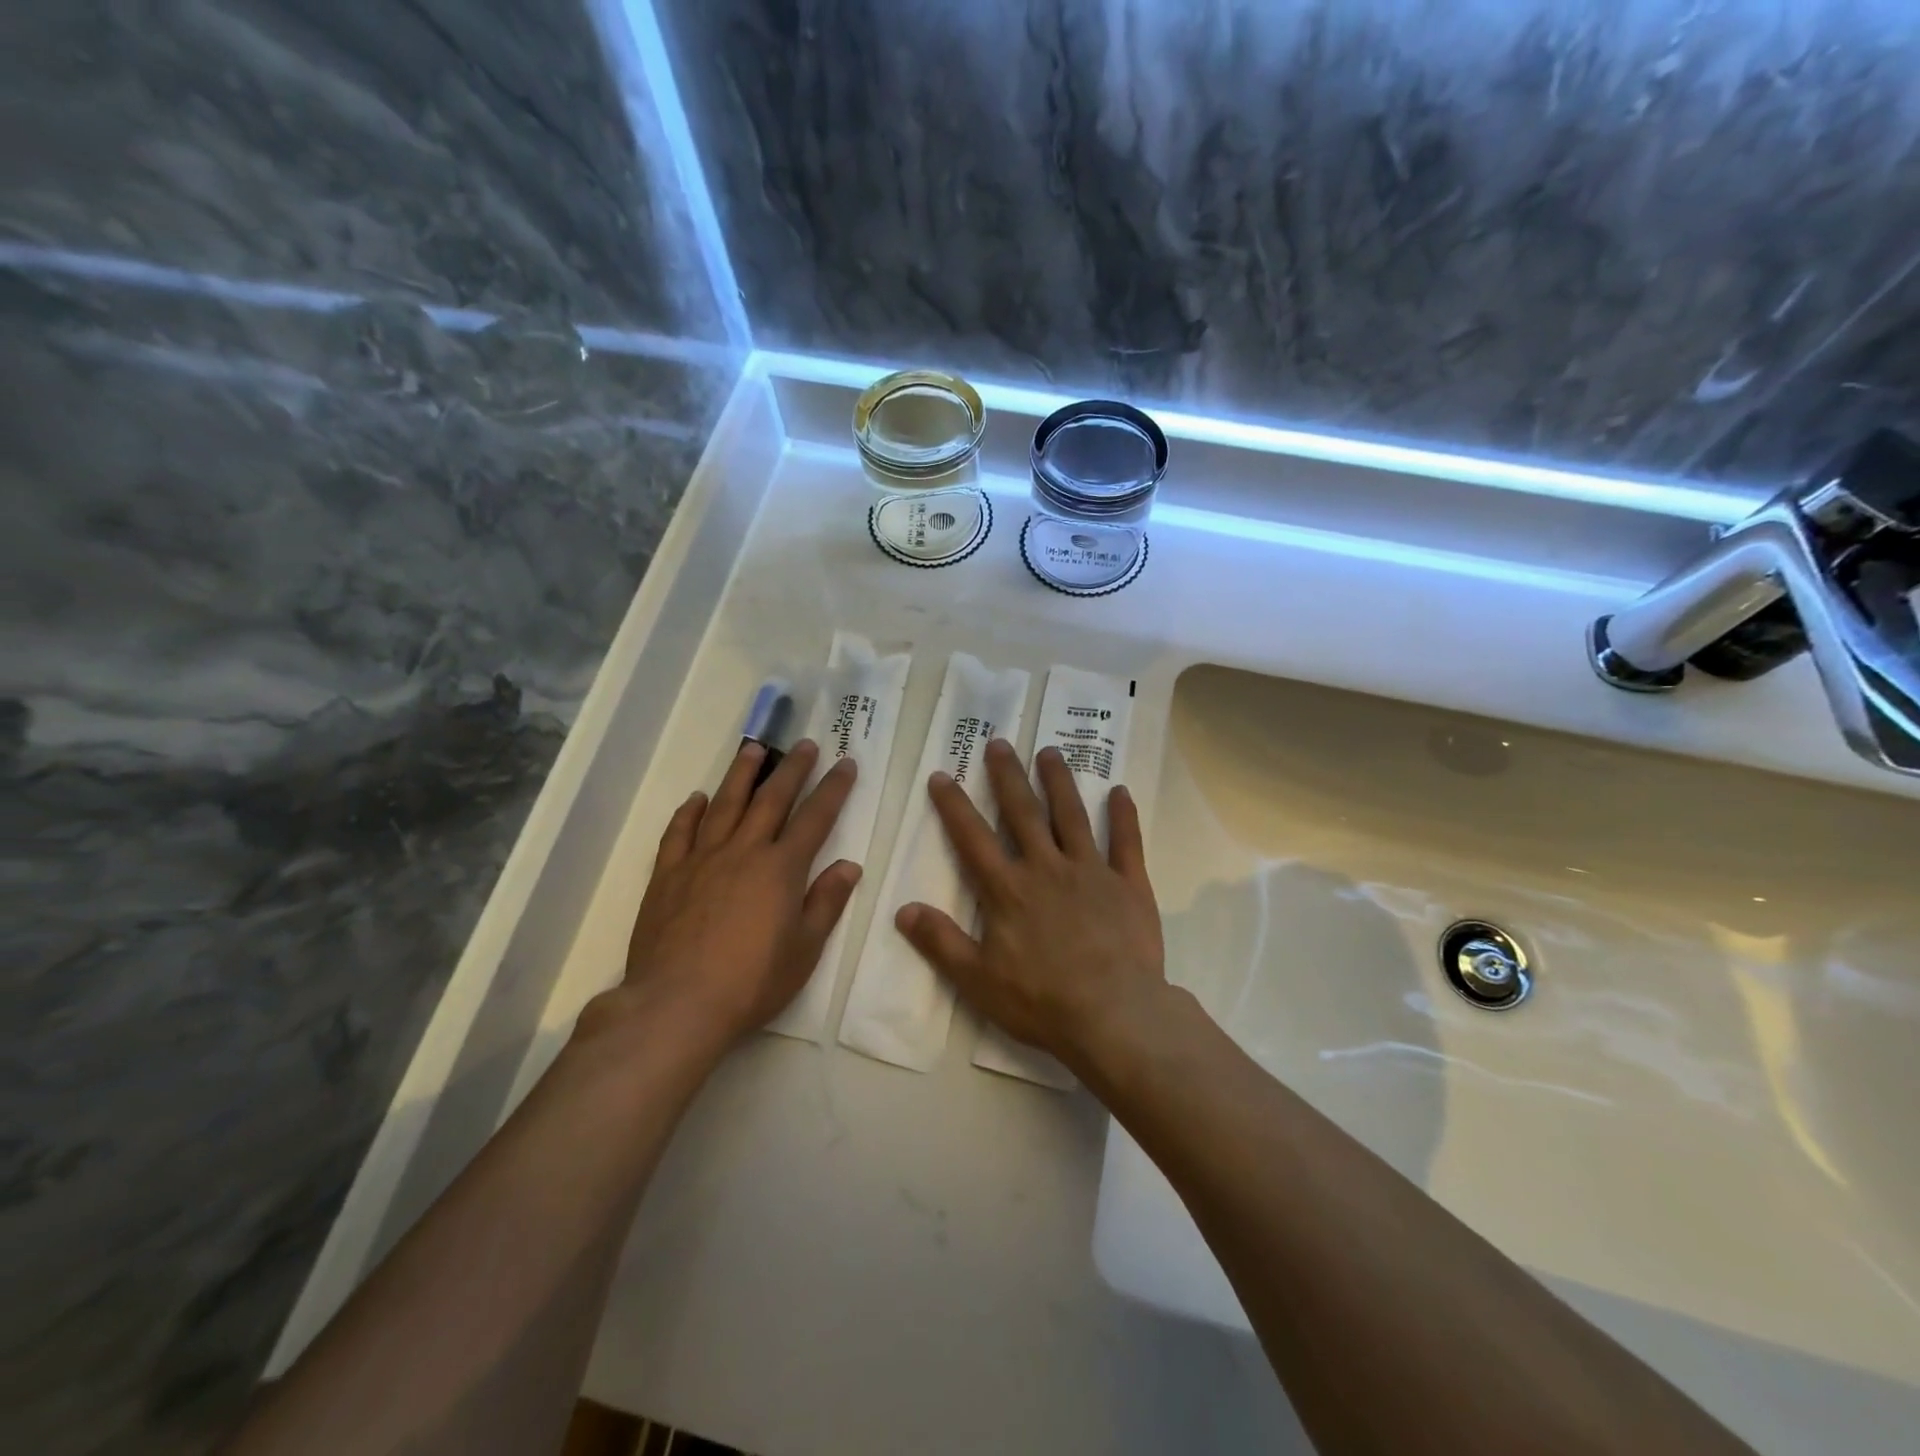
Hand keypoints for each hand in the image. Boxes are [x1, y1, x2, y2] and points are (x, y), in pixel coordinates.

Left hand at [582, 739, 860, 1056]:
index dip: (833, 789)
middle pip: (771, 800)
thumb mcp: (805, 949)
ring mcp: (702, 859)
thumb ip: (826, 902)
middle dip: (792, 769)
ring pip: (725, 805)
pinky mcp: (668, 875)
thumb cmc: (752, 982)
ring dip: (742, 774)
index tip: (845, 764)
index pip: (815, 818)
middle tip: (805, 744)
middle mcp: (743, 852)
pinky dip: (689, 812)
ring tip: (754, 749)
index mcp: (781, 869)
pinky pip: (679, 833)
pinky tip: (697, 798)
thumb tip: (849, 865)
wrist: (677, 1003)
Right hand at [894, 739, 1169, 1075]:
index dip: (954, 806)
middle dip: (1007, 776)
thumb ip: (941, 942)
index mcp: (1009, 890)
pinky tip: (1120, 791)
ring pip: (1072, 816)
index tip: (942, 775)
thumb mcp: (978, 980)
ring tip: (1050, 752)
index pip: (973, 838)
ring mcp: (1091, 872)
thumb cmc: (1042, 1001)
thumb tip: (903, 910)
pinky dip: (1123, 816)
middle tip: (999, 742)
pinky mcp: (1129, 885)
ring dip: (1059, 782)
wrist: (1114, 1016)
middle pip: (1023, 813)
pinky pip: (1127, 843)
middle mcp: (1047, 868)